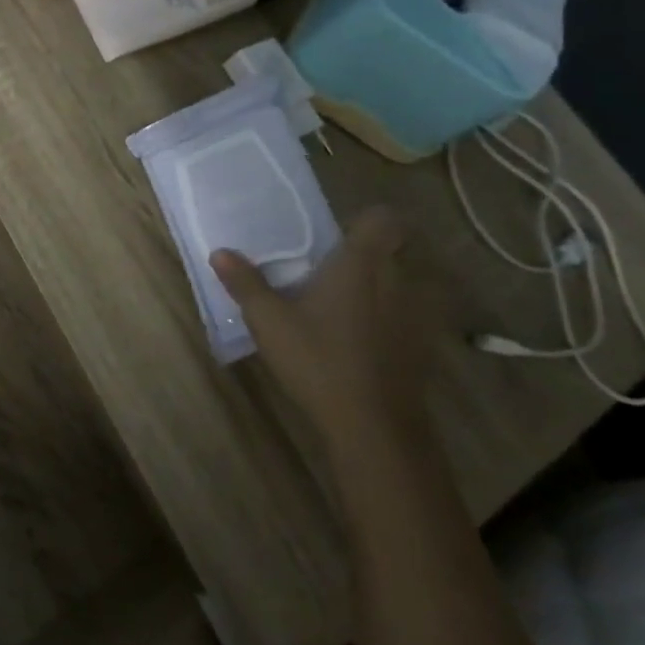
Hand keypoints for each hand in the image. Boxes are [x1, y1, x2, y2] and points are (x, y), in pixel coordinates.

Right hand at [209, 208, 449, 454]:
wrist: (374, 426)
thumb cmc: (318, 360)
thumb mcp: (269, 321)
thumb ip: (246, 283)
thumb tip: (220, 252)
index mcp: (360, 264)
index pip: (383, 219)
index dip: (366, 221)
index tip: (339, 235)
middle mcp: (398, 280)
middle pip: (396, 249)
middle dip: (371, 254)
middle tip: (333, 269)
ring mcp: (418, 315)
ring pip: (407, 283)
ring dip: (385, 287)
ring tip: (348, 304)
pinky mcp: (425, 347)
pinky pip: (411, 316)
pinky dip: (394, 319)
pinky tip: (365, 340)